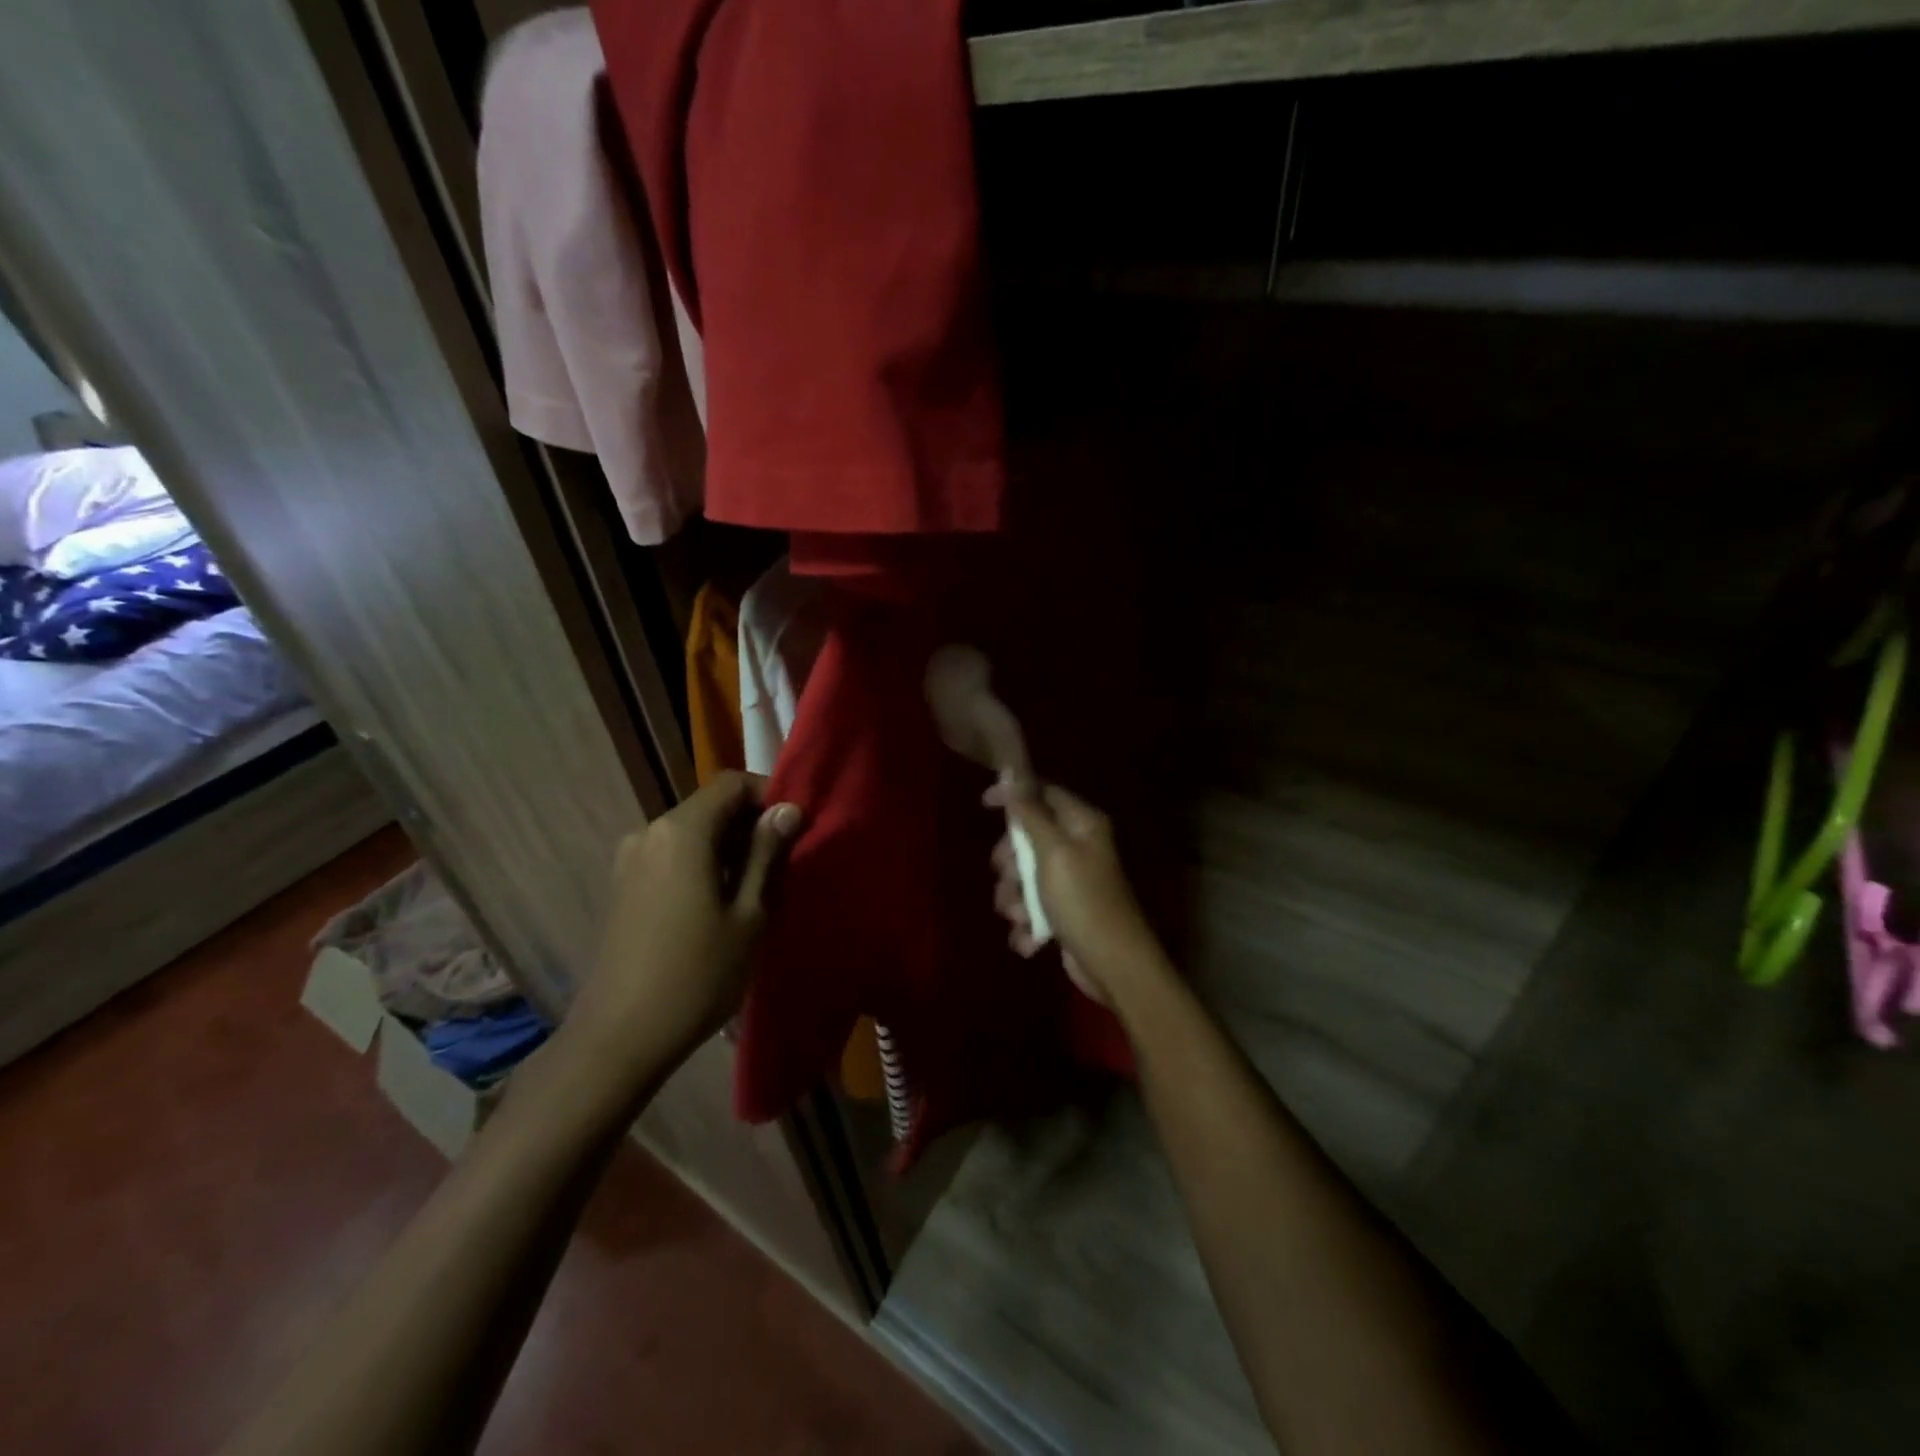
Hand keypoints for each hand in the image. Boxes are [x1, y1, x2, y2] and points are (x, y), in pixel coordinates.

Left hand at [572, 772, 800, 1066]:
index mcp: (682, 832)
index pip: (731, 783)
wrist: (619, 1038)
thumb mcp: (748, 914)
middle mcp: (650, 833)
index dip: (768, 794)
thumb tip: (787, 810)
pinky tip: (720, 902)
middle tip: (783, 860)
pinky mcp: (624, 887)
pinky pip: (672, 856)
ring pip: (692, 833)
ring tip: (756, 885)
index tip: (794, 827)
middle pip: (709, 806)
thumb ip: (767, 854)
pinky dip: (702, 863)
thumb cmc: (696, 974)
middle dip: (750, 823)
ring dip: (727, 846)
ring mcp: (630, 860)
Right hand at [984, 780, 1163, 1008]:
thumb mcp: (1052, 852)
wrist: (1114, 966)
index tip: (984, 805)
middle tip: (1008, 876)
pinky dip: (1026, 925)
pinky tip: (1031, 939)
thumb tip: (1013, 772)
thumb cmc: (1083, 900)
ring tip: (1021, 917)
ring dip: (1014, 899)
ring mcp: (1070, 882)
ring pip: (1023, 878)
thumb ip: (1030, 812)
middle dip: (1010, 862)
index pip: (1044, 793)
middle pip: (1027, 838)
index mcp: (1081, 824)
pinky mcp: (1063, 914)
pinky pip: (1031, 909)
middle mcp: (1077, 847)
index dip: (1014, 795)